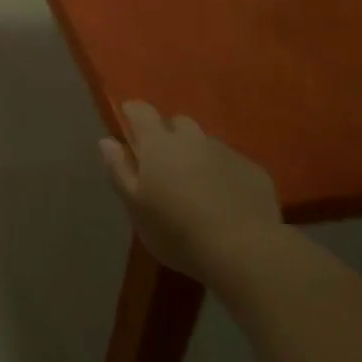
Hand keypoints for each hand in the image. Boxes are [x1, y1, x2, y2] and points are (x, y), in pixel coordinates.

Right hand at [99, 102, 281, 277]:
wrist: (243, 250)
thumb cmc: (176, 230)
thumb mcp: (135, 207)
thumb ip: (119, 170)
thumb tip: (107, 141)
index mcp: (159, 144)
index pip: (141, 110)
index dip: (133, 112)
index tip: (128, 123)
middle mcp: (193, 139)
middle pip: (178, 123)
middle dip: (168, 135)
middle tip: (164, 164)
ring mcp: (227, 152)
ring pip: (206, 144)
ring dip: (197, 156)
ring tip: (196, 186)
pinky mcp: (254, 171)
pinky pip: (232, 164)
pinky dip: (224, 174)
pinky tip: (225, 201)